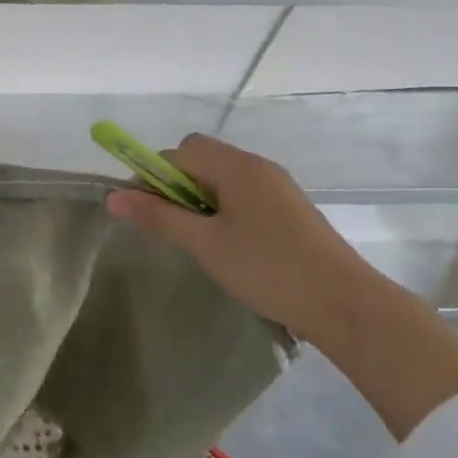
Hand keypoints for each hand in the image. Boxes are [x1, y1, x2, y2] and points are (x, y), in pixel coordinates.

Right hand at [106, 133, 395, 344]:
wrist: (345, 304)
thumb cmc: (267, 269)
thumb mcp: (204, 244)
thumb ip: (157, 216)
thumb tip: (112, 196)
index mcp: (235, 167)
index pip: (176, 153)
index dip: (151, 176)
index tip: (143, 212)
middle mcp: (257, 166)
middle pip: (199, 157)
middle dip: (175, 183)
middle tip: (172, 225)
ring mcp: (277, 185)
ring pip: (221, 176)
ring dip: (198, 197)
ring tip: (198, 238)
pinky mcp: (289, 207)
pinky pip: (242, 192)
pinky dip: (223, 207)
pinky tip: (228, 243)